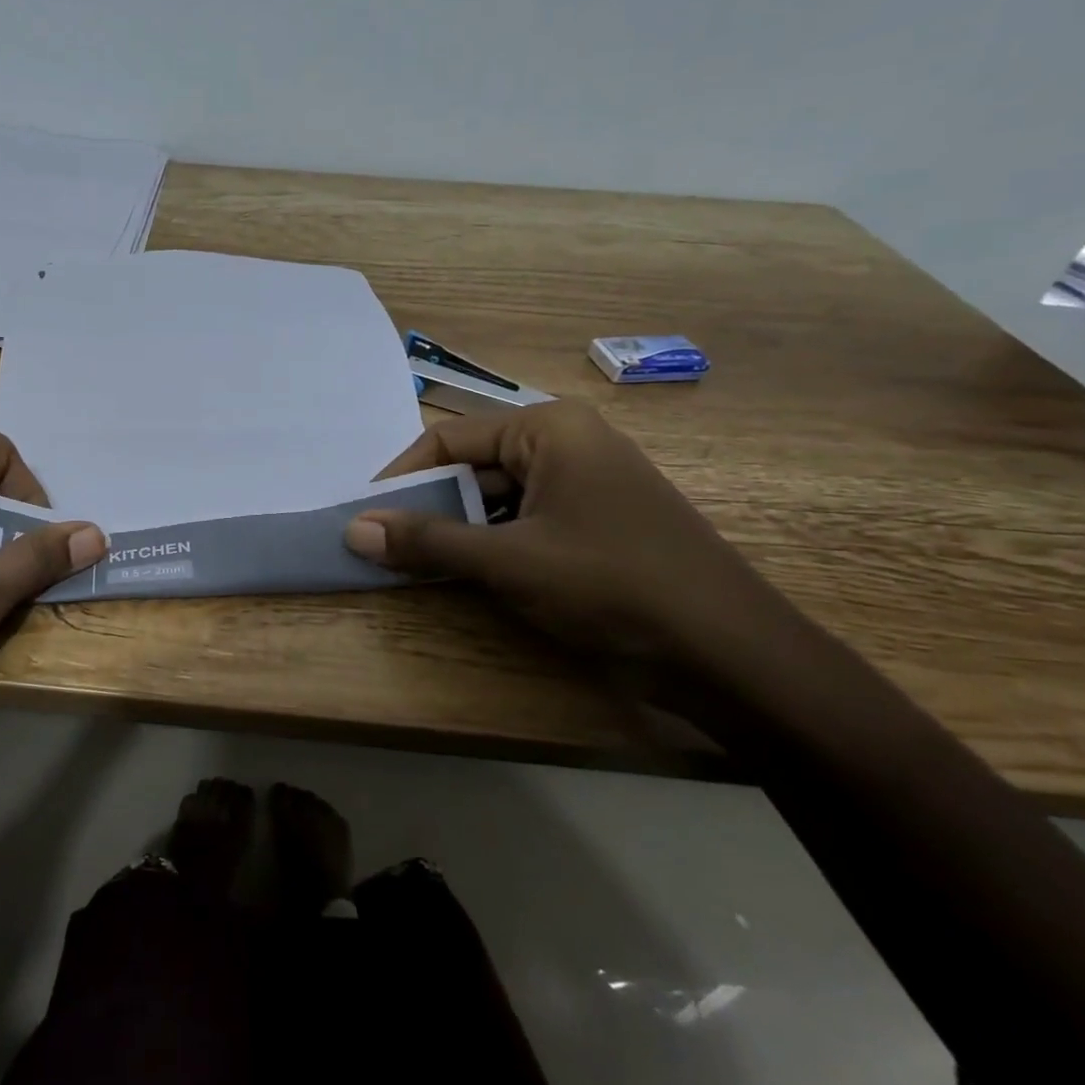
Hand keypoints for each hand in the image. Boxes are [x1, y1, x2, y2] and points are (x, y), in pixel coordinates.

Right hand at [344, 400, 808, 701]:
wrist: (732, 655)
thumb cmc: (612, 585)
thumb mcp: (508, 562)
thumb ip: (427, 542)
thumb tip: (352, 530)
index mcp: (548, 429)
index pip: (448, 438)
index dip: (401, 477)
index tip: (366, 517)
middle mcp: (567, 444)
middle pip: (472, 467)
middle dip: (429, 507)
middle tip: (386, 547)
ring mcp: (586, 485)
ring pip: (496, 498)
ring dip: (457, 531)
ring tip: (418, 565)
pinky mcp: (596, 524)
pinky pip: (524, 521)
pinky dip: (491, 545)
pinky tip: (469, 575)